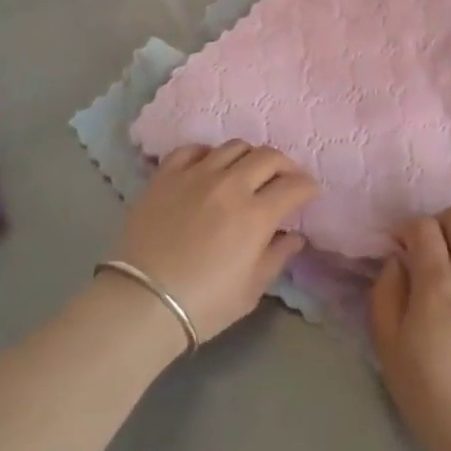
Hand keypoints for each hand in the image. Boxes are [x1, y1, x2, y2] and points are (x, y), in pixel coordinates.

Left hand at [112, 141, 317, 344]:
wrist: (141, 303)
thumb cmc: (203, 304)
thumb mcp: (251, 289)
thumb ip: (277, 256)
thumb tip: (294, 236)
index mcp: (256, 214)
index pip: (293, 186)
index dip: (307, 187)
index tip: (310, 192)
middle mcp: (230, 185)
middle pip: (268, 156)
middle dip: (285, 165)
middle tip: (285, 178)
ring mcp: (196, 175)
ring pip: (234, 146)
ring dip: (250, 156)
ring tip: (248, 171)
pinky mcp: (166, 175)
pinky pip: (193, 149)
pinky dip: (208, 153)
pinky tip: (210, 166)